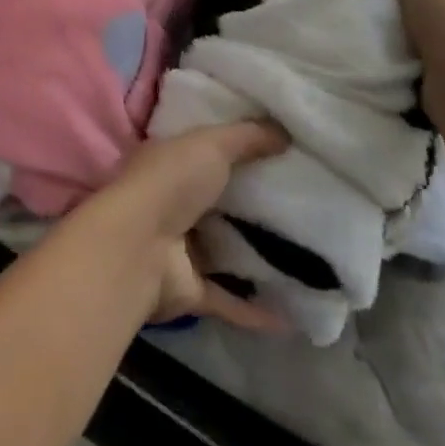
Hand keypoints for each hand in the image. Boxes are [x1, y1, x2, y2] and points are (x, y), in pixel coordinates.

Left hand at [80, 121, 288, 329]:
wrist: (138, 247)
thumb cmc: (171, 182)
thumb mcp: (211, 144)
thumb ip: (247, 137)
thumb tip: (285, 131)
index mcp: (169, 164)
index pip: (203, 153)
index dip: (234, 151)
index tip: (276, 154)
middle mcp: (172, 204)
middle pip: (218, 204)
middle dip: (252, 206)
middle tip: (302, 206)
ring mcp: (179, 249)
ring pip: (223, 252)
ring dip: (255, 257)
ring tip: (306, 259)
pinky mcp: (190, 290)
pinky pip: (230, 300)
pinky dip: (257, 310)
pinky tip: (295, 314)